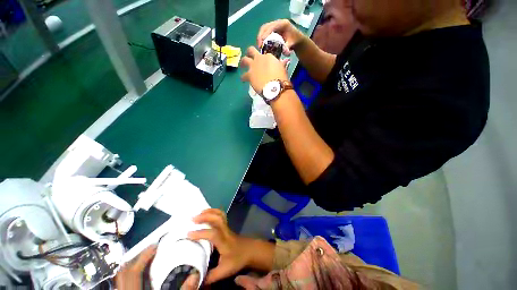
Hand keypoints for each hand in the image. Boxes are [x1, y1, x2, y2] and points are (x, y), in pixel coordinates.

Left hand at [114, 245, 199, 289]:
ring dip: (134, 264)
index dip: (143, 256)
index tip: (156, 245)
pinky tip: (143, 273)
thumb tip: (194, 275)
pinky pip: (124, 283)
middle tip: (152, 248)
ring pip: (121, 277)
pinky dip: (133, 274)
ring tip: (148, 257)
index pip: (133, 272)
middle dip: (137, 257)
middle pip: (123, 272)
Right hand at [187, 209, 254, 284]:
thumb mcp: (225, 271)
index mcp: (224, 241)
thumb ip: (211, 276)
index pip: (213, 234)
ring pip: (220, 214)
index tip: (189, 234)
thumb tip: (196, 281)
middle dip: (205, 216)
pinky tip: (207, 213)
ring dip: (210, 212)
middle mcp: (225, 231)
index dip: (201, 233)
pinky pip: (221, 215)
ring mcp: (227, 227)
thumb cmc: (238, 259)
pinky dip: (213, 211)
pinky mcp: (227, 226)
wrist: (250, 250)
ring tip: (199, 213)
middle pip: (218, 219)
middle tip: (193, 219)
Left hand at [241, 47, 288, 92]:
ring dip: (242, 63)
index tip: (263, 62)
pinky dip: (243, 77)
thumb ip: (281, 64)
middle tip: (249, 56)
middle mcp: (259, 58)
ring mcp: (253, 66)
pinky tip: (243, 79)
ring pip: (244, 60)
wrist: (274, 87)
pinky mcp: (249, 75)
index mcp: (269, 56)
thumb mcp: (283, 69)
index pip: (264, 54)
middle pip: (251, 50)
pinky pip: (243, 76)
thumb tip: (284, 61)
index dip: (263, 58)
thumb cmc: (281, 78)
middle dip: (249, 52)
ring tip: (241, 66)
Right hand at [257, 19, 304, 55]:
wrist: (297, 39)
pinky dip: (262, 38)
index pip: (271, 27)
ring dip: (260, 37)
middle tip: (259, 46)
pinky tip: (261, 45)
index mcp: (283, 24)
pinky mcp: (272, 30)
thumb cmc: (295, 41)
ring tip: (259, 46)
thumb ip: (287, 47)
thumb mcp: (292, 44)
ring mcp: (274, 26)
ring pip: (263, 29)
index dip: (265, 34)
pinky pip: (265, 32)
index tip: (262, 43)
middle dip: (260, 36)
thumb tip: (284, 52)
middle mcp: (277, 23)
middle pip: (265, 27)